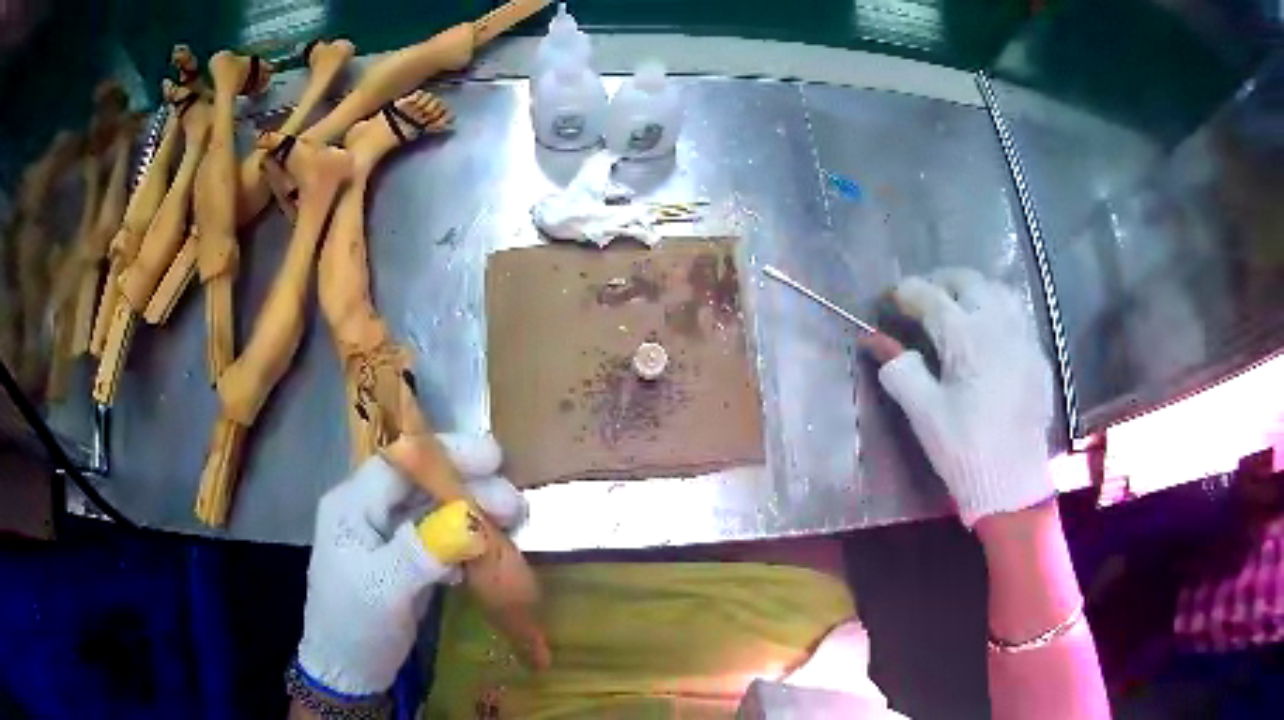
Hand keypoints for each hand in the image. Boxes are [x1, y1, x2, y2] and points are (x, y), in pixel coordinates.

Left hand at [295, 433, 523, 696]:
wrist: (349, 672)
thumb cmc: (354, 627)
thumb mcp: (384, 590)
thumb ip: (422, 552)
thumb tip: (470, 523)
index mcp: (352, 506)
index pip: (399, 464)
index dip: (445, 454)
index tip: (494, 459)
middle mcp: (370, 512)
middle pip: (423, 485)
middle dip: (469, 489)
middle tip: (514, 504)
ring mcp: (389, 537)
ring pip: (436, 511)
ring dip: (474, 515)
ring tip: (513, 524)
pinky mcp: (407, 561)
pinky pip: (441, 540)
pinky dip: (467, 543)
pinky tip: (491, 553)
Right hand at [862, 268, 1054, 525]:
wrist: (1012, 482)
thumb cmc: (964, 448)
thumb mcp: (924, 413)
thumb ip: (900, 370)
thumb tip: (879, 342)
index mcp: (966, 337)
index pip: (929, 297)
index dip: (904, 293)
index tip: (888, 300)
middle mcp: (998, 324)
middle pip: (967, 281)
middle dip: (939, 283)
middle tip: (921, 301)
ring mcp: (1023, 337)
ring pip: (997, 289)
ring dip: (972, 290)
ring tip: (956, 306)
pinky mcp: (1037, 355)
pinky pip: (1017, 314)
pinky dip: (996, 309)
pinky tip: (989, 332)